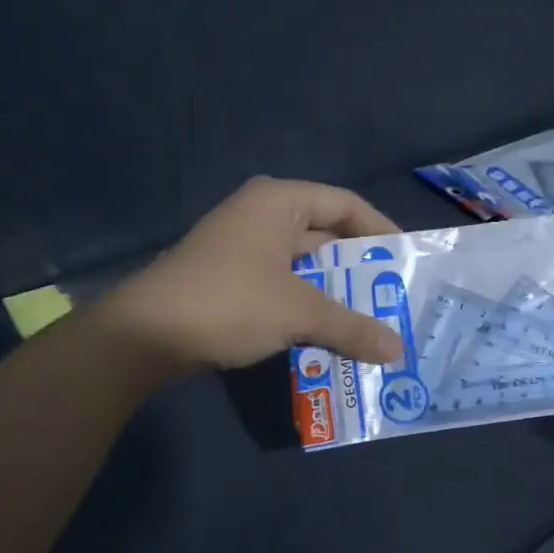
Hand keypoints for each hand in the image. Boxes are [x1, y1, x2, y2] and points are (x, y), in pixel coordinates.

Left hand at [99, 178, 405, 371]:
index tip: (407, 260)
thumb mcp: (298, 312)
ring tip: (371, 322)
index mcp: (279, 202)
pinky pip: (282, 287)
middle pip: (325, 235)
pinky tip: (328, 335)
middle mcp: (261, 216)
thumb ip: (352, 326)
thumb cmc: (230, 302)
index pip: (345, 204)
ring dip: (334, 294)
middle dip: (360, 270)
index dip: (381, 230)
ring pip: (304, 267)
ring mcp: (242, 249)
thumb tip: (397, 350)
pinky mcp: (230, 280)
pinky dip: (306, 307)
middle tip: (395, 298)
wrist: (145, 335)